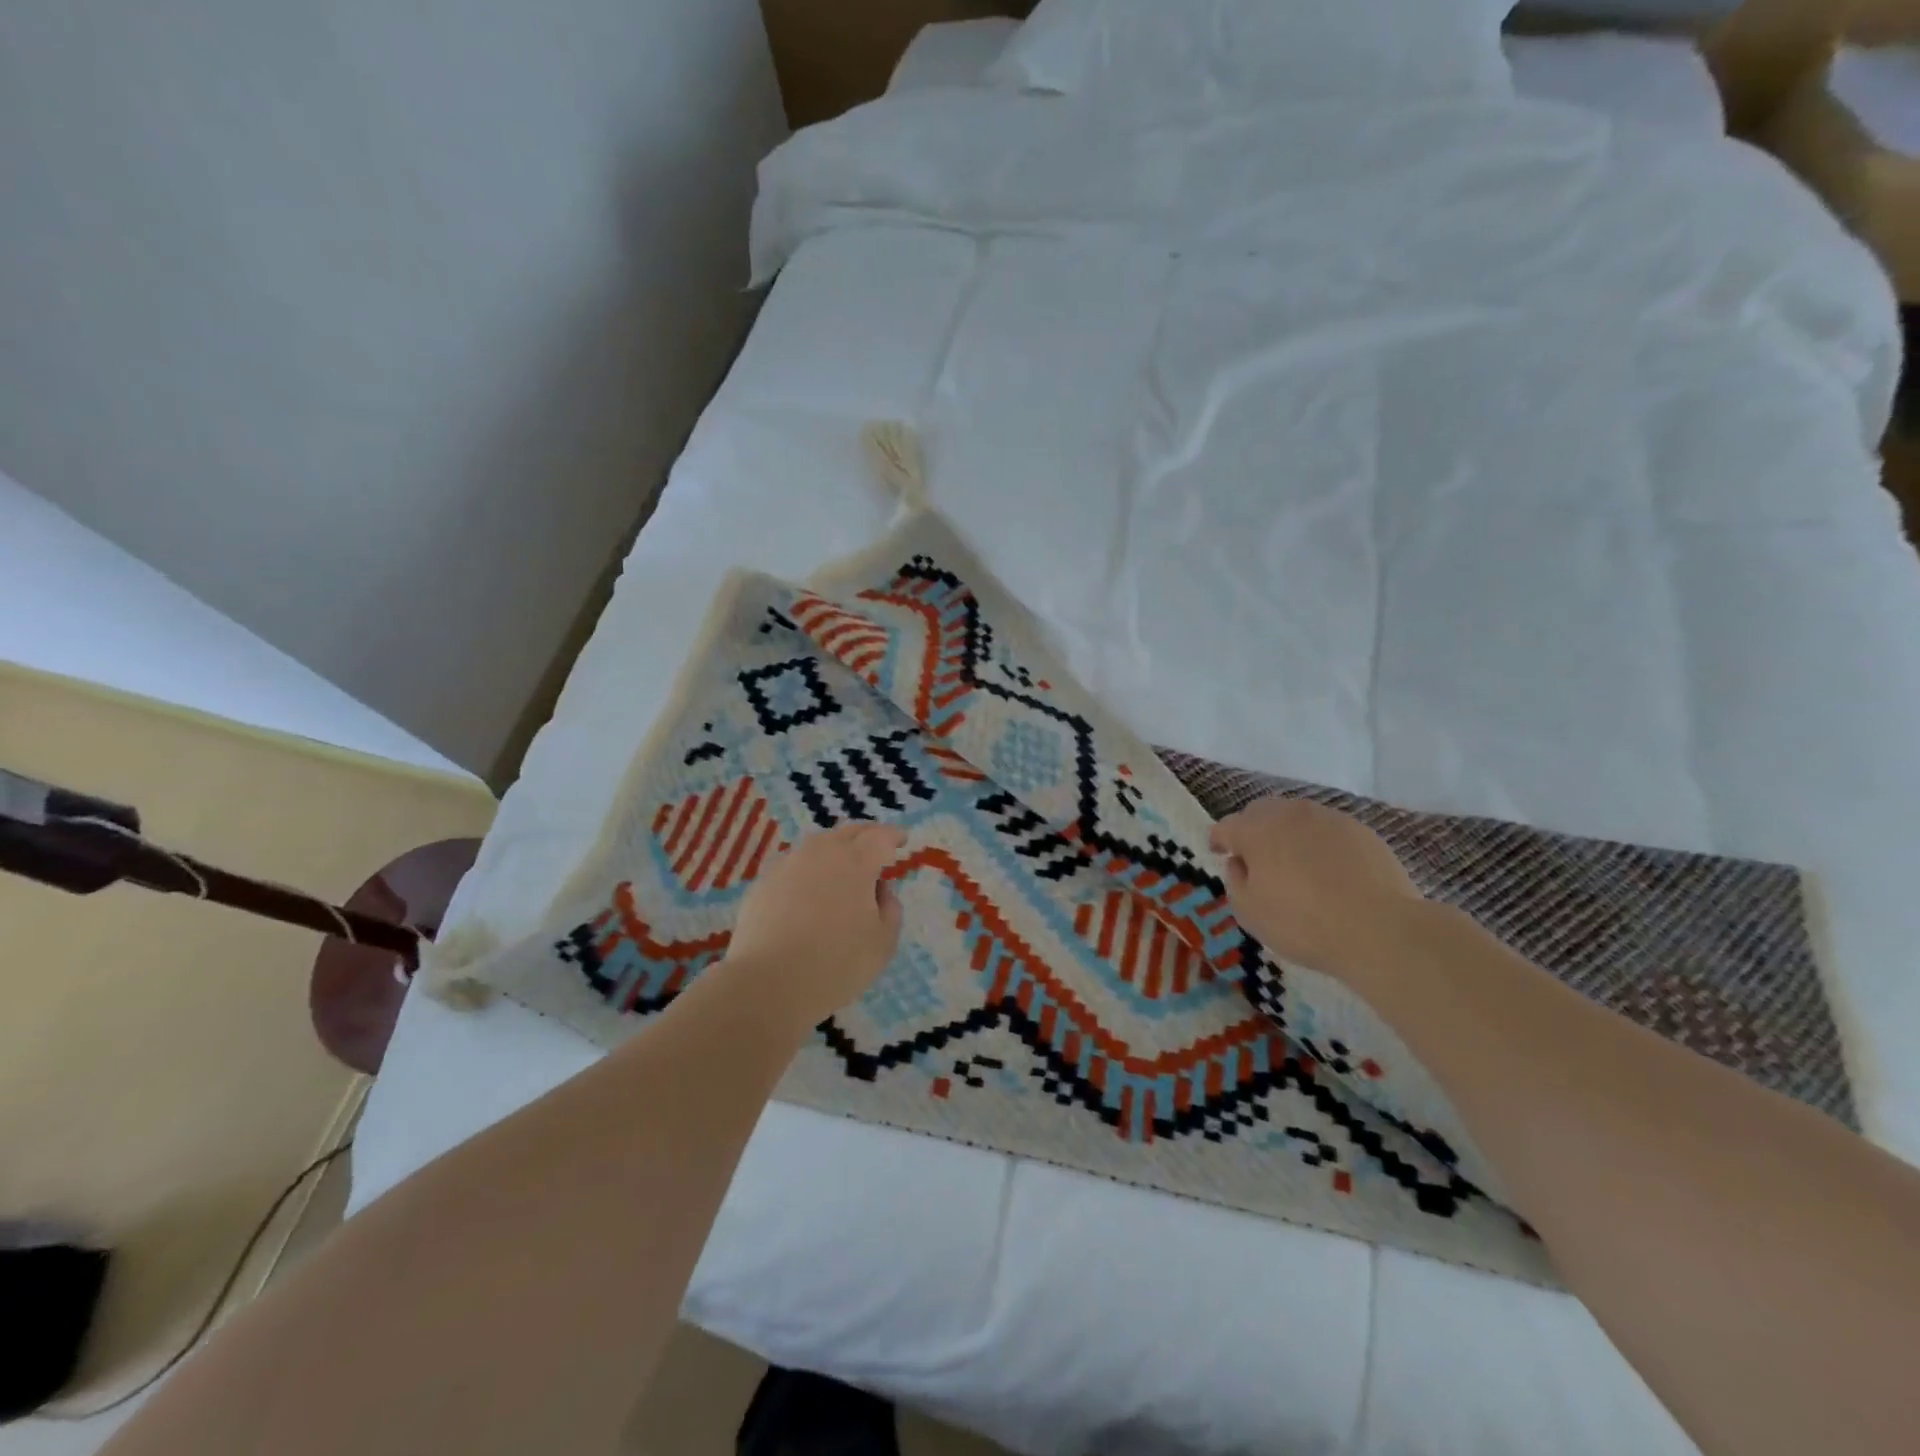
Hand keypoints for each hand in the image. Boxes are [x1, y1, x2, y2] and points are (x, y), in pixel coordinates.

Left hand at [723, 823, 905, 1026]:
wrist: (767, 983)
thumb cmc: (836, 964)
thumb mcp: (883, 943)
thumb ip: (890, 909)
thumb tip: (880, 890)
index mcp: (856, 862)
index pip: (880, 837)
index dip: (893, 836)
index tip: (902, 840)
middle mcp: (822, 853)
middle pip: (848, 833)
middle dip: (866, 836)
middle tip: (876, 848)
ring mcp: (788, 865)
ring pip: (818, 846)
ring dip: (835, 850)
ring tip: (842, 868)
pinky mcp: (763, 883)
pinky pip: (794, 866)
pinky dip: (808, 871)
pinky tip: (808, 891)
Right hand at [1208, 796, 1424, 988]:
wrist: (1380, 929)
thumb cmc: (1302, 923)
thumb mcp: (1250, 912)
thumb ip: (1235, 881)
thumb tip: (1240, 863)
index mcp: (1255, 830)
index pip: (1225, 827)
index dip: (1219, 841)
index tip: (1219, 854)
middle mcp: (1289, 813)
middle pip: (1260, 812)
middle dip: (1252, 830)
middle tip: (1255, 858)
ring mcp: (1328, 818)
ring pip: (1296, 817)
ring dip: (1287, 833)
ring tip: (1294, 863)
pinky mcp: (1361, 831)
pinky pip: (1328, 830)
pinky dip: (1319, 843)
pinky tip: (1328, 870)